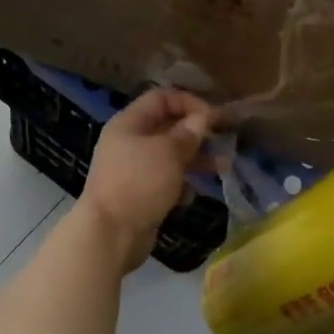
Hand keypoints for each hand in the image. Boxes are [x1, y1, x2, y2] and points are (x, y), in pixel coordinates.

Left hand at [79, 89, 215, 268]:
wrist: (109, 235)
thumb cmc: (139, 183)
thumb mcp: (168, 152)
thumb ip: (188, 133)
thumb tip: (203, 118)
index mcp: (129, 124)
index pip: (162, 98)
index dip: (189, 102)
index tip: (213, 118)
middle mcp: (129, 143)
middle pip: (168, 127)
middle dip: (197, 133)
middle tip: (224, 142)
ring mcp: (133, 170)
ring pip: (170, 156)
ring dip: (196, 159)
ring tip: (222, 167)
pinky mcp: (140, 195)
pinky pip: (166, 181)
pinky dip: (181, 185)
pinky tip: (190, 195)